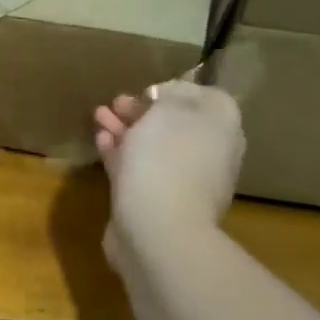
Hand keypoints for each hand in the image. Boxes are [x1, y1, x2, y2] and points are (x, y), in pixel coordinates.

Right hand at [94, 78, 243, 254]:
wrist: (157, 230)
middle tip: (116, 101)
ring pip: (152, 146)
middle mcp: (207, 153)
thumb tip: (168, 96)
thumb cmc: (167, 160)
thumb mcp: (170, 111)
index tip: (148, 89)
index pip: (208, 98)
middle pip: (176, 123)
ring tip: (98, 115)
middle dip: (145, 110)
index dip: (178, 89)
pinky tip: (100, 140)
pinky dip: (119, 152)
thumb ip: (172, 95)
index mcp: (221, 129)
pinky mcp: (153, 200)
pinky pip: (136, 168)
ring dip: (126, 129)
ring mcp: (181, 180)